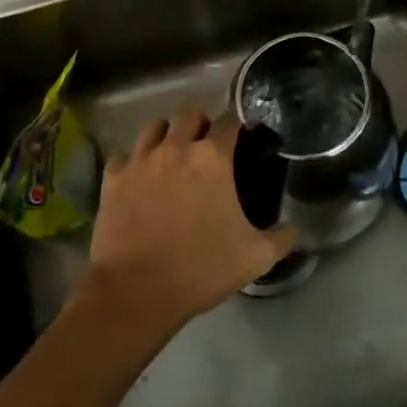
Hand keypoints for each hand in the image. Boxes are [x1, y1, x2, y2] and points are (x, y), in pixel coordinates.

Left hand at [88, 111, 297, 334]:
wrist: (136, 292)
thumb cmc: (201, 269)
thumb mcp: (255, 257)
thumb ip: (281, 238)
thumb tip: (294, 230)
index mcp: (213, 158)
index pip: (229, 121)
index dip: (237, 126)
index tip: (241, 138)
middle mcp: (176, 148)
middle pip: (189, 114)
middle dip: (200, 124)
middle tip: (206, 147)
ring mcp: (140, 161)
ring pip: (154, 127)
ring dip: (167, 135)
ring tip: (172, 155)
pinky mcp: (112, 179)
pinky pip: (124, 156)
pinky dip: (133, 161)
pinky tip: (139, 178)